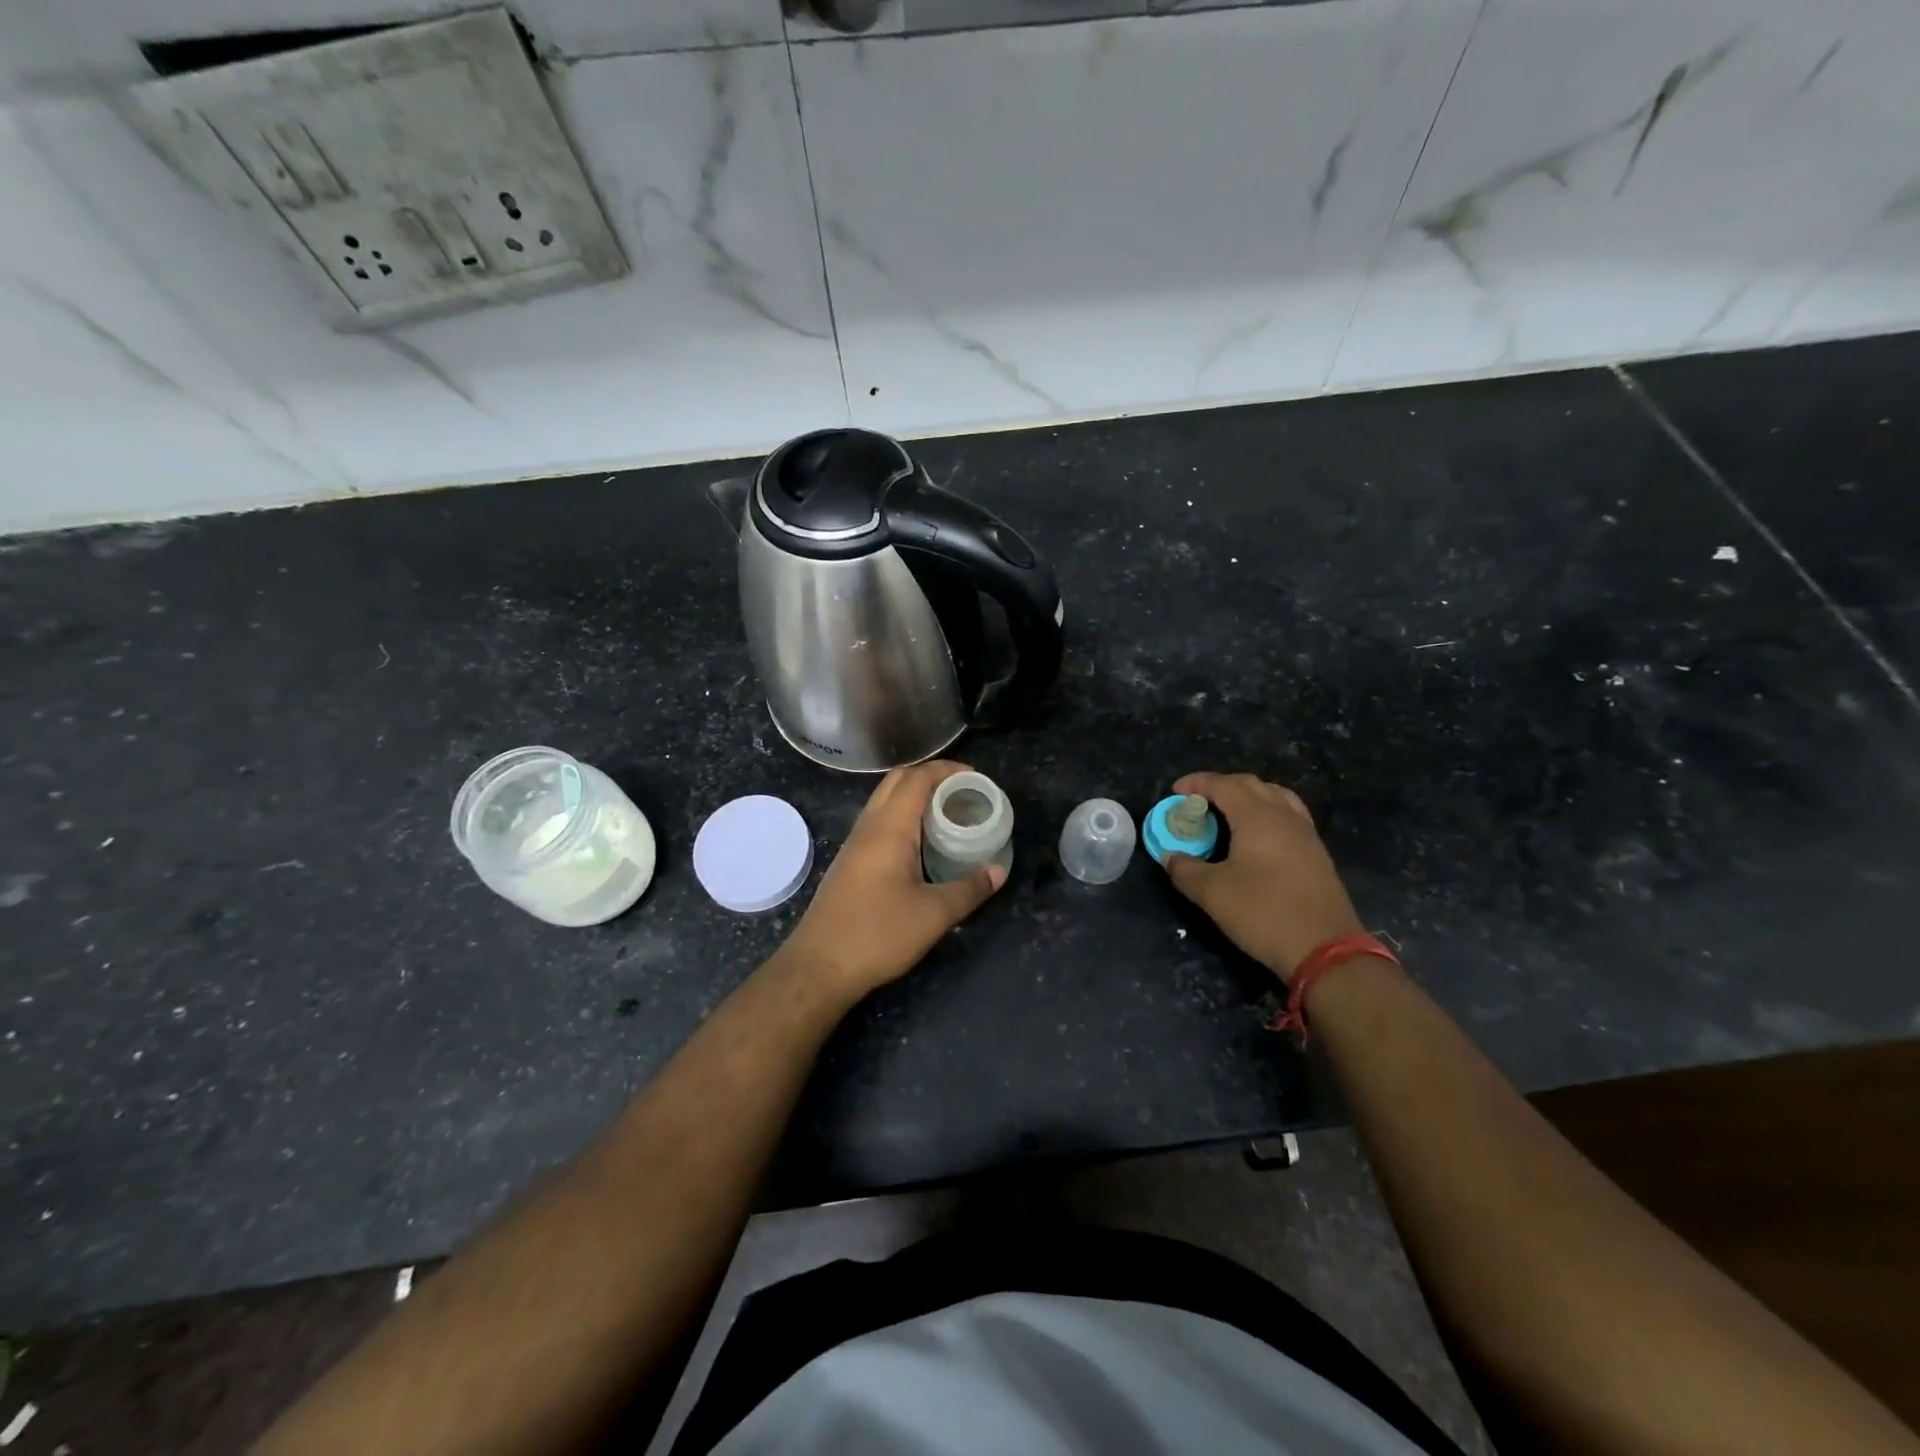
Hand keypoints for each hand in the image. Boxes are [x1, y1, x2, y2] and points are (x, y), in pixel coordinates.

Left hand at [781, 761, 1006, 998]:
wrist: (819, 966)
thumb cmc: (877, 934)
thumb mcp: (934, 915)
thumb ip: (969, 889)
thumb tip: (998, 871)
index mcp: (889, 828)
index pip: (917, 778)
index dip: (948, 770)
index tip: (976, 779)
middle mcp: (869, 826)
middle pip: (898, 781)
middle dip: (932, 777)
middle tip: (964, 793)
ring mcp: (855, 843)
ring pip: (885, 801)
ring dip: (915, 797)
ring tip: (948, 814)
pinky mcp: (850, 862)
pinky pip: (879, 822)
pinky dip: (903, 817)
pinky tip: (921, 843)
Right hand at [1163, 772, 1364, 982]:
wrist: (1325, 949)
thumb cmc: (1263, 913)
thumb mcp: (1212, 893)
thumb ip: (1185, 869)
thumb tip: (1170, 856)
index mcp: (1257, 817)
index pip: (1224, 784)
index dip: (1197, 783)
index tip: (1175, 792)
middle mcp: (1284, 816)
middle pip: (1250, 785)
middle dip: (1220, 786)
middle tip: (1197, 802)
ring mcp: (1305, 833)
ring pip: (1274, 797)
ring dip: (1246, 797)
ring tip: (1227, 813)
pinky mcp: (1316, 853)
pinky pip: (1287, 816)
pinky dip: (1265, 813)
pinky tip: (1255, 838)